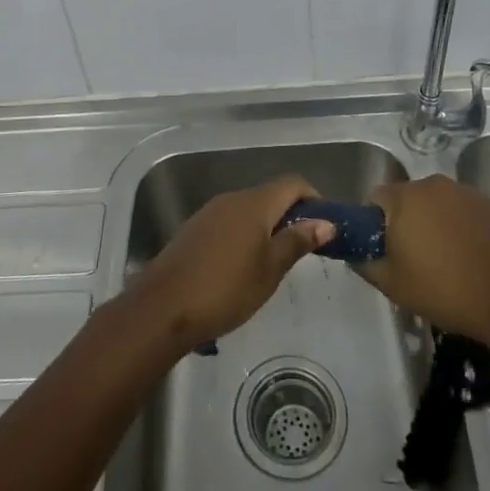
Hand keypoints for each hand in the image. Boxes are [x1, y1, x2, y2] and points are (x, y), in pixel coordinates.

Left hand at [129, 174, 335, 353]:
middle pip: (271, 195)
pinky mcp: (195, 229)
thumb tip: (326, 222)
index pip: (293, 183)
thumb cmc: (226, 289)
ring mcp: (210, 212)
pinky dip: (246, 234)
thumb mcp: (270, 270)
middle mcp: (232, 198)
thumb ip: (297, 241)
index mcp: (255, 203)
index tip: (325, 226)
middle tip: (304, 250)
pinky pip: (230, 222)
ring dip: (268, 226)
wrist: (164, 306)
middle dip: (292, 215)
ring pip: (249, 209)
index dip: (314, 199)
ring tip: (276, 262)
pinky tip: (244, 267)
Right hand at [359, 175, 489, 343]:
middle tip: (413, 259)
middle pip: (408, 199)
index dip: (374, 223)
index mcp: (405, 197)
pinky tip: (469, 256)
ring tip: (444, 260)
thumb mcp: (391, 284)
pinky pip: (462, 211)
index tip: (384, 250)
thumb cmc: (443, 290)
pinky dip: (459, 227)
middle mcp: (433, 184)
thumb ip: (364, 262)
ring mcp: (465, 192)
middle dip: (406, 222)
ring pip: (437, 204)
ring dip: (434, 223)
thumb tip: (354, 253)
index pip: (375, 198)